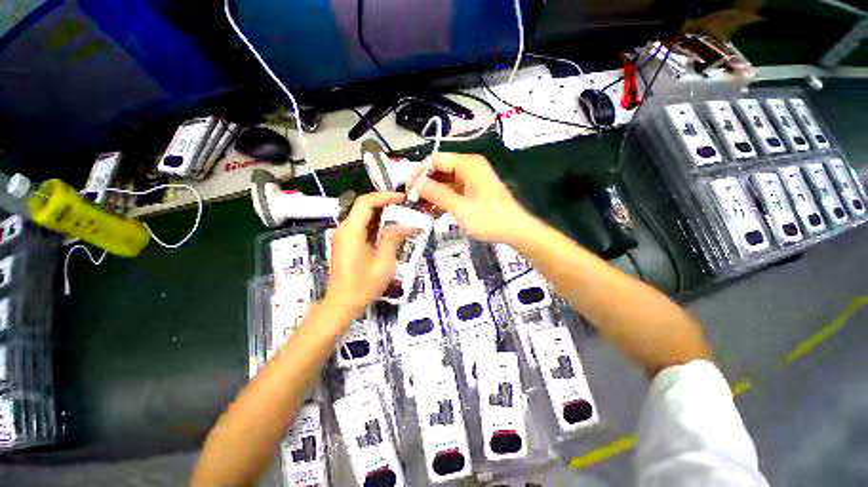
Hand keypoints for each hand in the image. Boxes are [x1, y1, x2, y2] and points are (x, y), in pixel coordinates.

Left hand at [324, 192, 410, 317]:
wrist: (342, 303)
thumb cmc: (363, 285)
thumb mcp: (384, 262)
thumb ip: (394, 239)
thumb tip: (408, 225)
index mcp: (351, 230)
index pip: (366, 202)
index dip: (385, 196)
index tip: (403, 199)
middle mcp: (344, 229)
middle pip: (364, 206)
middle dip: (385, 204)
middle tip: (405, 207)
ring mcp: (343, 236)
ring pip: (363, 216)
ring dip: (381, 214)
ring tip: (401, 217)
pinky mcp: (346, 243)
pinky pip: (361, 226)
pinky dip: (376, 224)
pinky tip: (389, 230)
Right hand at [413, 153, 533, 242]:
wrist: (516, 231)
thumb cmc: (490, 219)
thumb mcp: (460, 208)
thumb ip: (437, 195)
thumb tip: (416, 185)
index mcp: (468, 165)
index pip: (436, 160)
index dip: (420, 173)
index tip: (409, 191)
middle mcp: (469, 168)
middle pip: (440, 170)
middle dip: (425, 186)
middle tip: (412, 203)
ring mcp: (471, 181)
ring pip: (445, 183)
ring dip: (432, 195)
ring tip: (420, 210)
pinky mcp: (472, 193)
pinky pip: (452, 192)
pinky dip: (442, 201)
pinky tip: (433, 213)